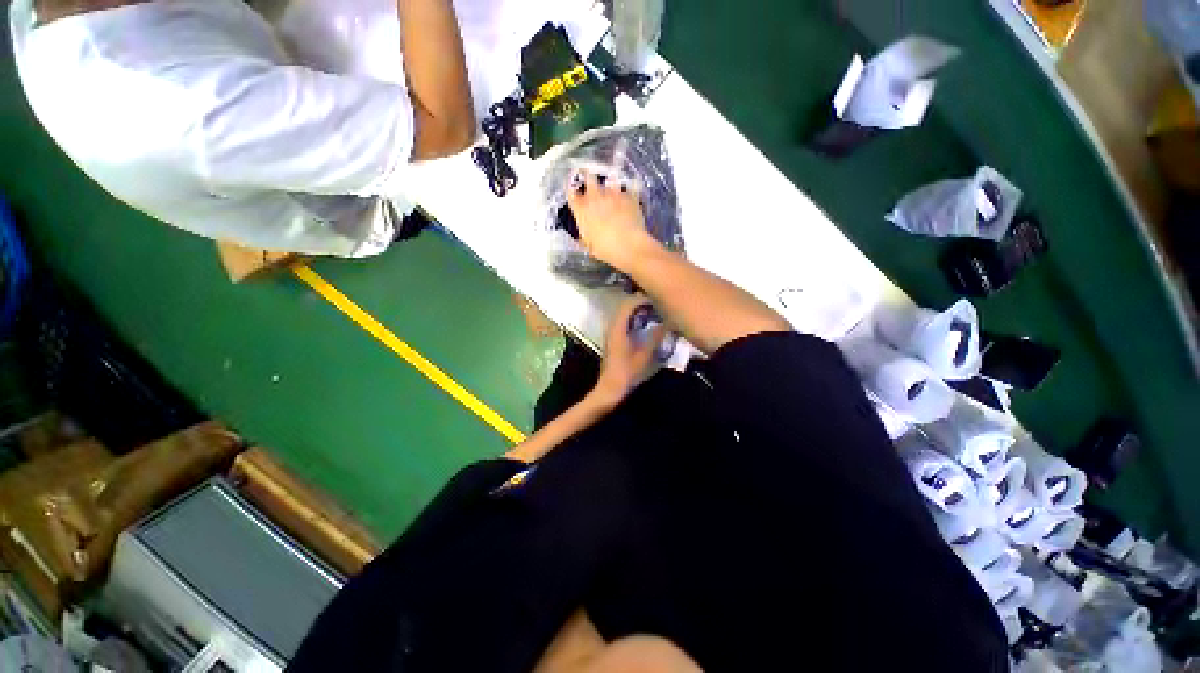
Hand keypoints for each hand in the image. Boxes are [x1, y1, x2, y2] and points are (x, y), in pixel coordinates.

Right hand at [566, 169, 661, 270]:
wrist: (629, 245)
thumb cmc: (605, 249)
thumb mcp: (589, 246)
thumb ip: (583, 237)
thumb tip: (581, 237)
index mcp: (582, 209)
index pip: (571, 192)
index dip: (572, 189)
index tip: (574, 190)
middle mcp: (595, 196)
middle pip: (589, 176)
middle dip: (588, 175)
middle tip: (591, 178)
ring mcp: (613, 194)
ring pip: (610, 178)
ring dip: (610, 181)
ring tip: (613, 184)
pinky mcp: (630, 195)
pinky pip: (630, 186)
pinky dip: (630, 188)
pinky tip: (632, 190)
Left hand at [590, 295, 667, 408]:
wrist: (610, 388)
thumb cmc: (627, 372)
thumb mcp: (644, 355)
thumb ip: (655, 337)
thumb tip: (667, 323)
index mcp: (618, 328)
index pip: (628, 305)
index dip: (641, 299)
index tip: (656, 298)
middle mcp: (612, 327)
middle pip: (624, 307)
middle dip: (640, 303)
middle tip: (656, 304)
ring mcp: (611, 333)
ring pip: (623, 315)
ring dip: (636, 311)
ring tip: (653, 312)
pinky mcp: (612, 340)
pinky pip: (622, 322)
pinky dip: (633, 319)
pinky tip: (644, 325)